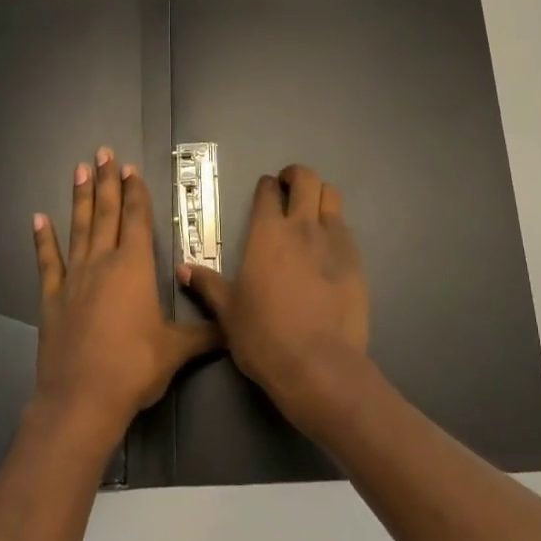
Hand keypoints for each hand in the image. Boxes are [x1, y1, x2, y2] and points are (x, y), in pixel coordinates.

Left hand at [31, 147, 217, 453]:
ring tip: (78, 170)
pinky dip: (43, 241)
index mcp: (135, 268)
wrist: (82, 398)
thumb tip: (235, 329)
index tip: (130, 167)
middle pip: (106, 214)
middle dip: (106, 182)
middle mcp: (103, 263)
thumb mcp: (177, 350)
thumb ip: (205, 334)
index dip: (135, 193)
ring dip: (80, 199)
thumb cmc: (135, 367)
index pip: (137, 220)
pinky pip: (47, 263)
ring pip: (78, 229)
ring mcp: (73, 279)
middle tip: (102, 152)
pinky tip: (38, 219)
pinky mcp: (51, 300)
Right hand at [177, 164, 372, 435]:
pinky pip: (346, 229)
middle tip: (289, 187)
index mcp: (267, 233)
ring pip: (332, 197)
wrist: (318, 364)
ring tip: (311, 210)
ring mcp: (334, 242)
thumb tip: (183, 269)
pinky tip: (328, 246)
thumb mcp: (227, 312)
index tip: (264, 190)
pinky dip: (336, 227)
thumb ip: (208, 285)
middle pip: (308, 180)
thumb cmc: (264, 336)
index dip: (266, 186)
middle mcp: (303, 227)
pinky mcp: (357, 261)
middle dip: (297, 176)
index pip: (268, 192)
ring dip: (320, 196)